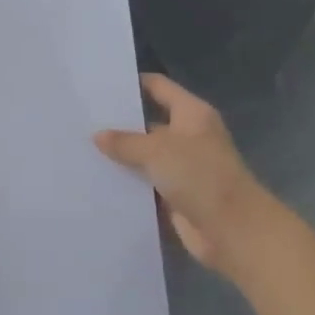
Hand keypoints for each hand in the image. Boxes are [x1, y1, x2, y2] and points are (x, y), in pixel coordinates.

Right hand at [95, 75, 271, 275]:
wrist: (233, 230)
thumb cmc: (200, 176)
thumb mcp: (157, 151)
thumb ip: (125, 142)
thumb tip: (98, 135)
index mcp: (191, 114)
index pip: (158, 87)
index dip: (132, 83)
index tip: (99, 84)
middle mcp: (188, 136)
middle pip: (148, 122)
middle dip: (119, 122)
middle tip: (82, 119)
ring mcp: (183, 167)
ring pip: (145, 155)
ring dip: (121, 156)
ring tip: (82, 148)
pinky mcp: (176, 194)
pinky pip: (146, 182)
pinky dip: (128, 182)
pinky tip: (98, 179)